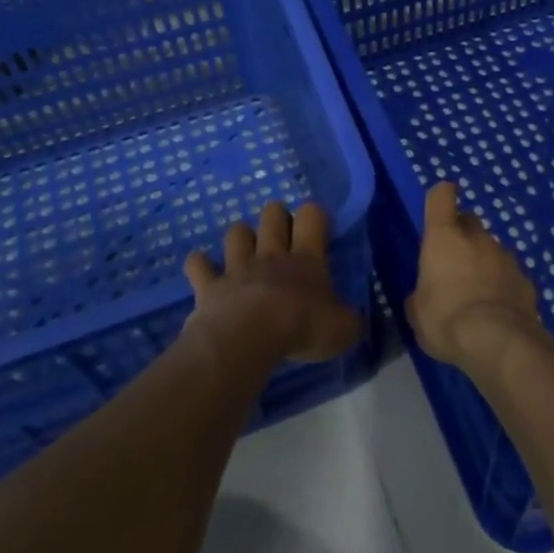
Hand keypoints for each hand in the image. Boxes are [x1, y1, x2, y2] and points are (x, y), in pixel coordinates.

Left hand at [184, 201, 360, 364]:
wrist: (248, 339)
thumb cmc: (300, 328)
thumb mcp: (342, 330)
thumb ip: (350, 321)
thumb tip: (355, 320)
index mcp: (306, 259)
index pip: (312, 216)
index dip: (314, 215)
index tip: (316, 229)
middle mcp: (271, 254)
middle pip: (272, 213)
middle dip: (276, 217)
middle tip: (282, 237)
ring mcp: (237, 267)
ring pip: (236, 232)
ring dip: (241, 237)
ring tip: (245, 252)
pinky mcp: (209, 285)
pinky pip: (198, 265)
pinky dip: (200, 265)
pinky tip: (203, 270)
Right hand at [407, 183, 546, 368]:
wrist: (499, 342)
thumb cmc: (446, 320)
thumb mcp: (417, 312)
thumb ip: (420, 293)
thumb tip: (424, 293)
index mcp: (444, 237)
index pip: (441, 196)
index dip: (439, 198)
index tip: (437, 209)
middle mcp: (477, 238)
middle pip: (468, 219)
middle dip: (460, 233)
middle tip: (452, 261)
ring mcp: (505, 256)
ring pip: (491, 247)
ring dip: (482, 260)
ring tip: (475, 290)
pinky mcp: (525, 279)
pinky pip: (509, 273)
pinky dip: (502, 283)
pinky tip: (497, 308)